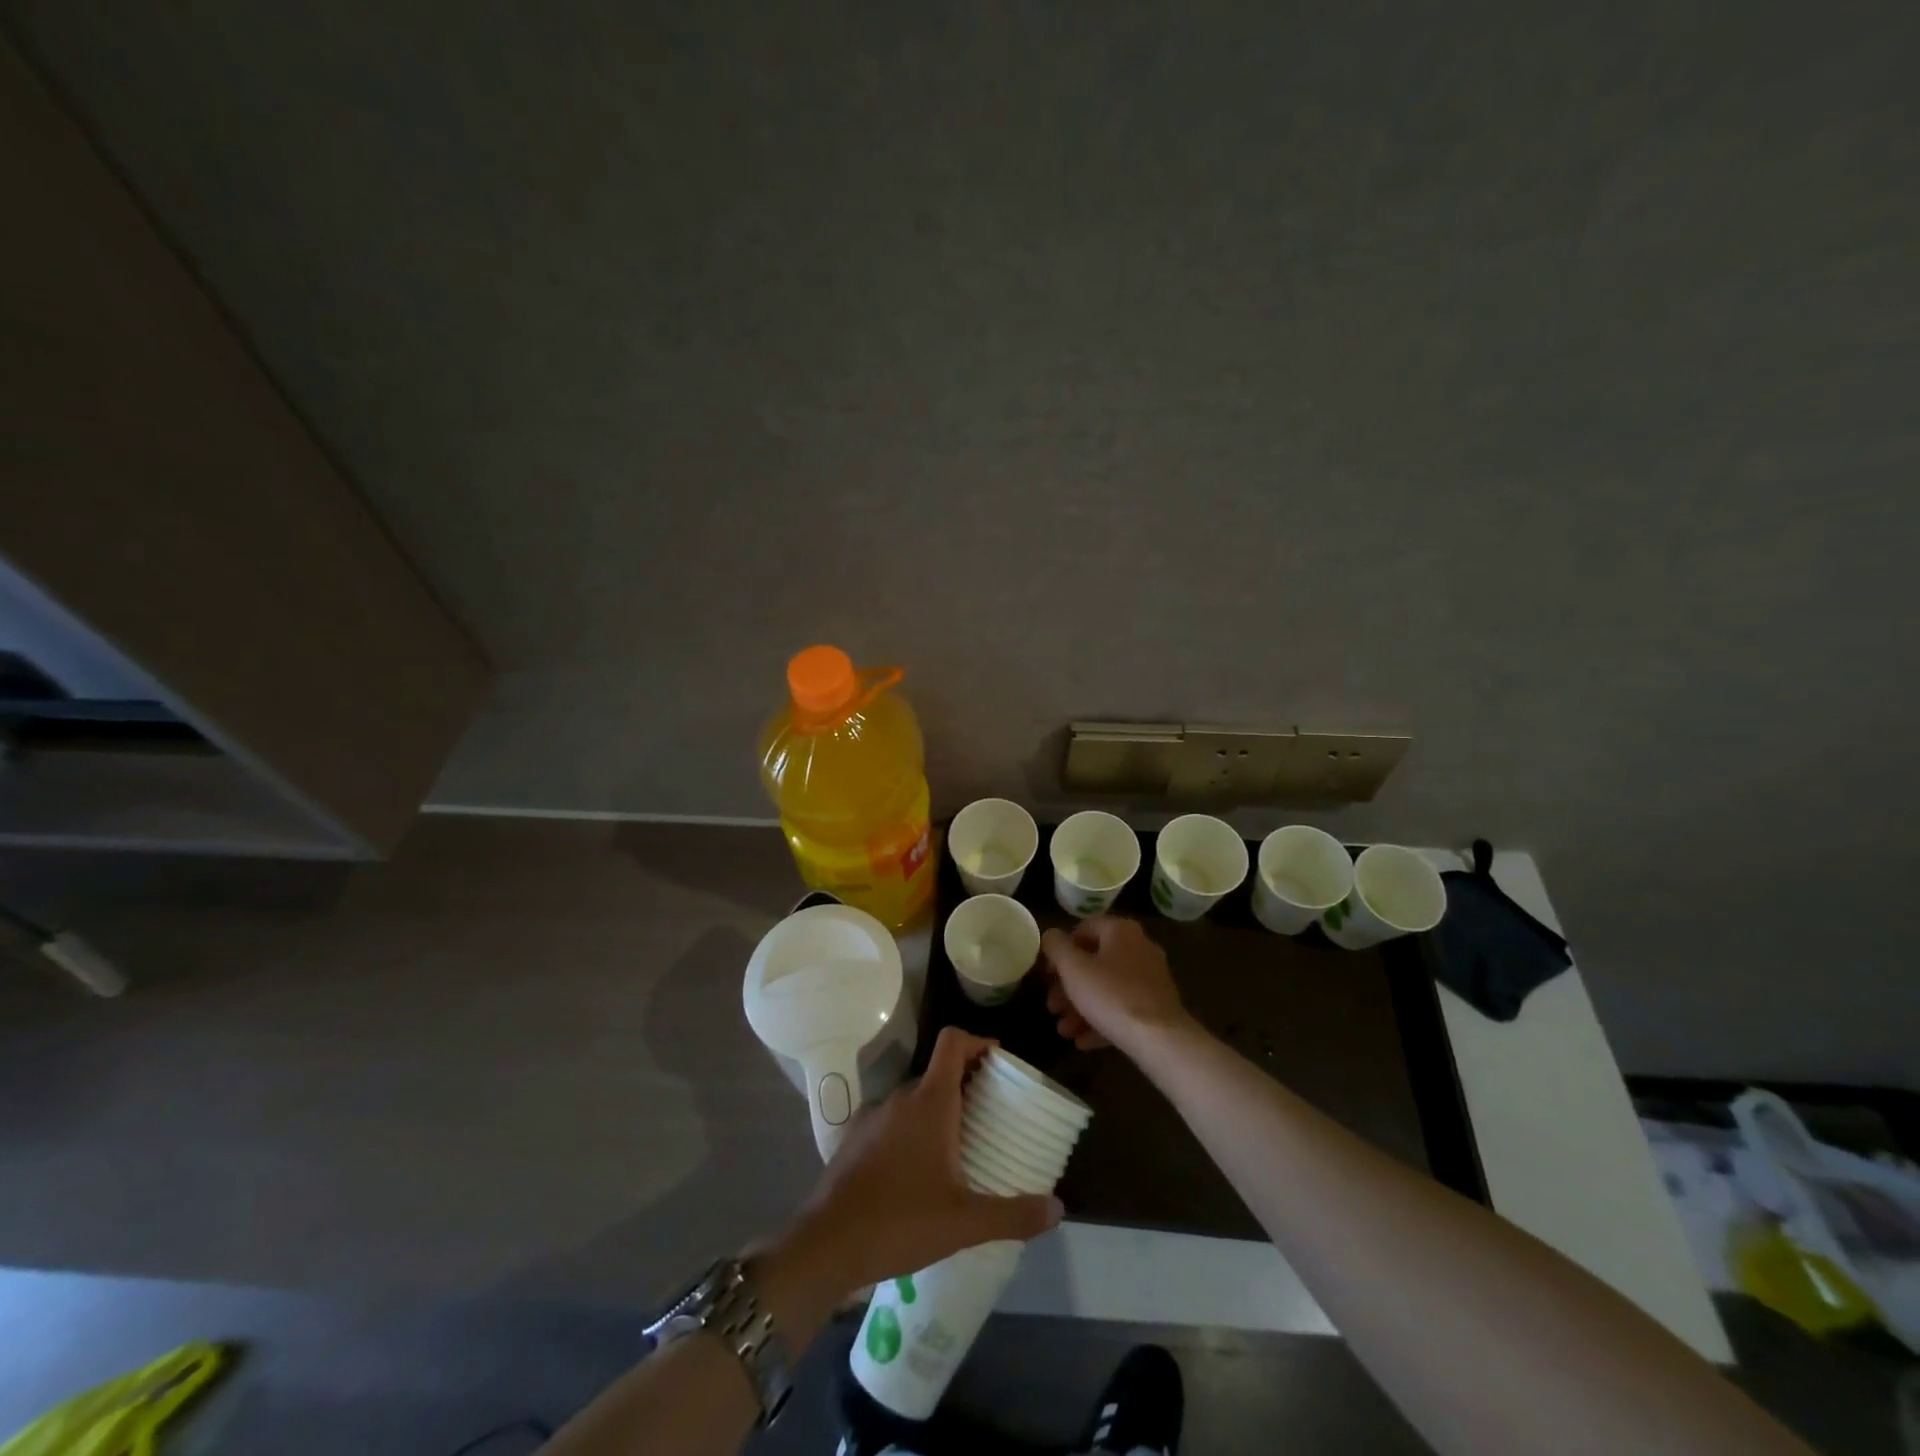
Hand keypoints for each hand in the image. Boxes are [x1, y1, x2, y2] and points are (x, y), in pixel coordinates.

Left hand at [759, 1028, 1063, 1306]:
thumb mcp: (965, 1222)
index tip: (999, 1059)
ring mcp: (873, 1116)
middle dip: (966, 1085)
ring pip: (914, 1099)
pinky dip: (911, 1131)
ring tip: (958, 1147)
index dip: (978, 1040)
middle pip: (937, 1072)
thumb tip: (1058, 1209)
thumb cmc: (901, 1221)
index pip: (953, 1042)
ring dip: (938, 1111)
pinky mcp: (854, 1138)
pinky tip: (918, 1172)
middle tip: (990, 1113)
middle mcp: (900, 1098)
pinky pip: (892, 1121)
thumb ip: (1014, 1214)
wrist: (827, 1245)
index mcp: (929, 1101)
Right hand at [1041, 915, 1189, 1053]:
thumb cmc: (1110, 995)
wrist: (1160, 1039)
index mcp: (1121, 931)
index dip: (1060, 949)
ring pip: (1107, 988)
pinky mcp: (1157, 1006)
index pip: (1083, 929)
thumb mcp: (1072, 968)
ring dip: (1081, 1008)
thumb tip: (1051, 937)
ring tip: (1064, 1031)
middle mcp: (1139, 947)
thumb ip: (1056, 946)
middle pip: (1094, 962)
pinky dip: (1101, 1020)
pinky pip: (1123, 1007)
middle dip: (1068, 987)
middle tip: (1052, 1007)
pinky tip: (1083, 1041)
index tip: (1047, 974)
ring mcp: (1151, 978)